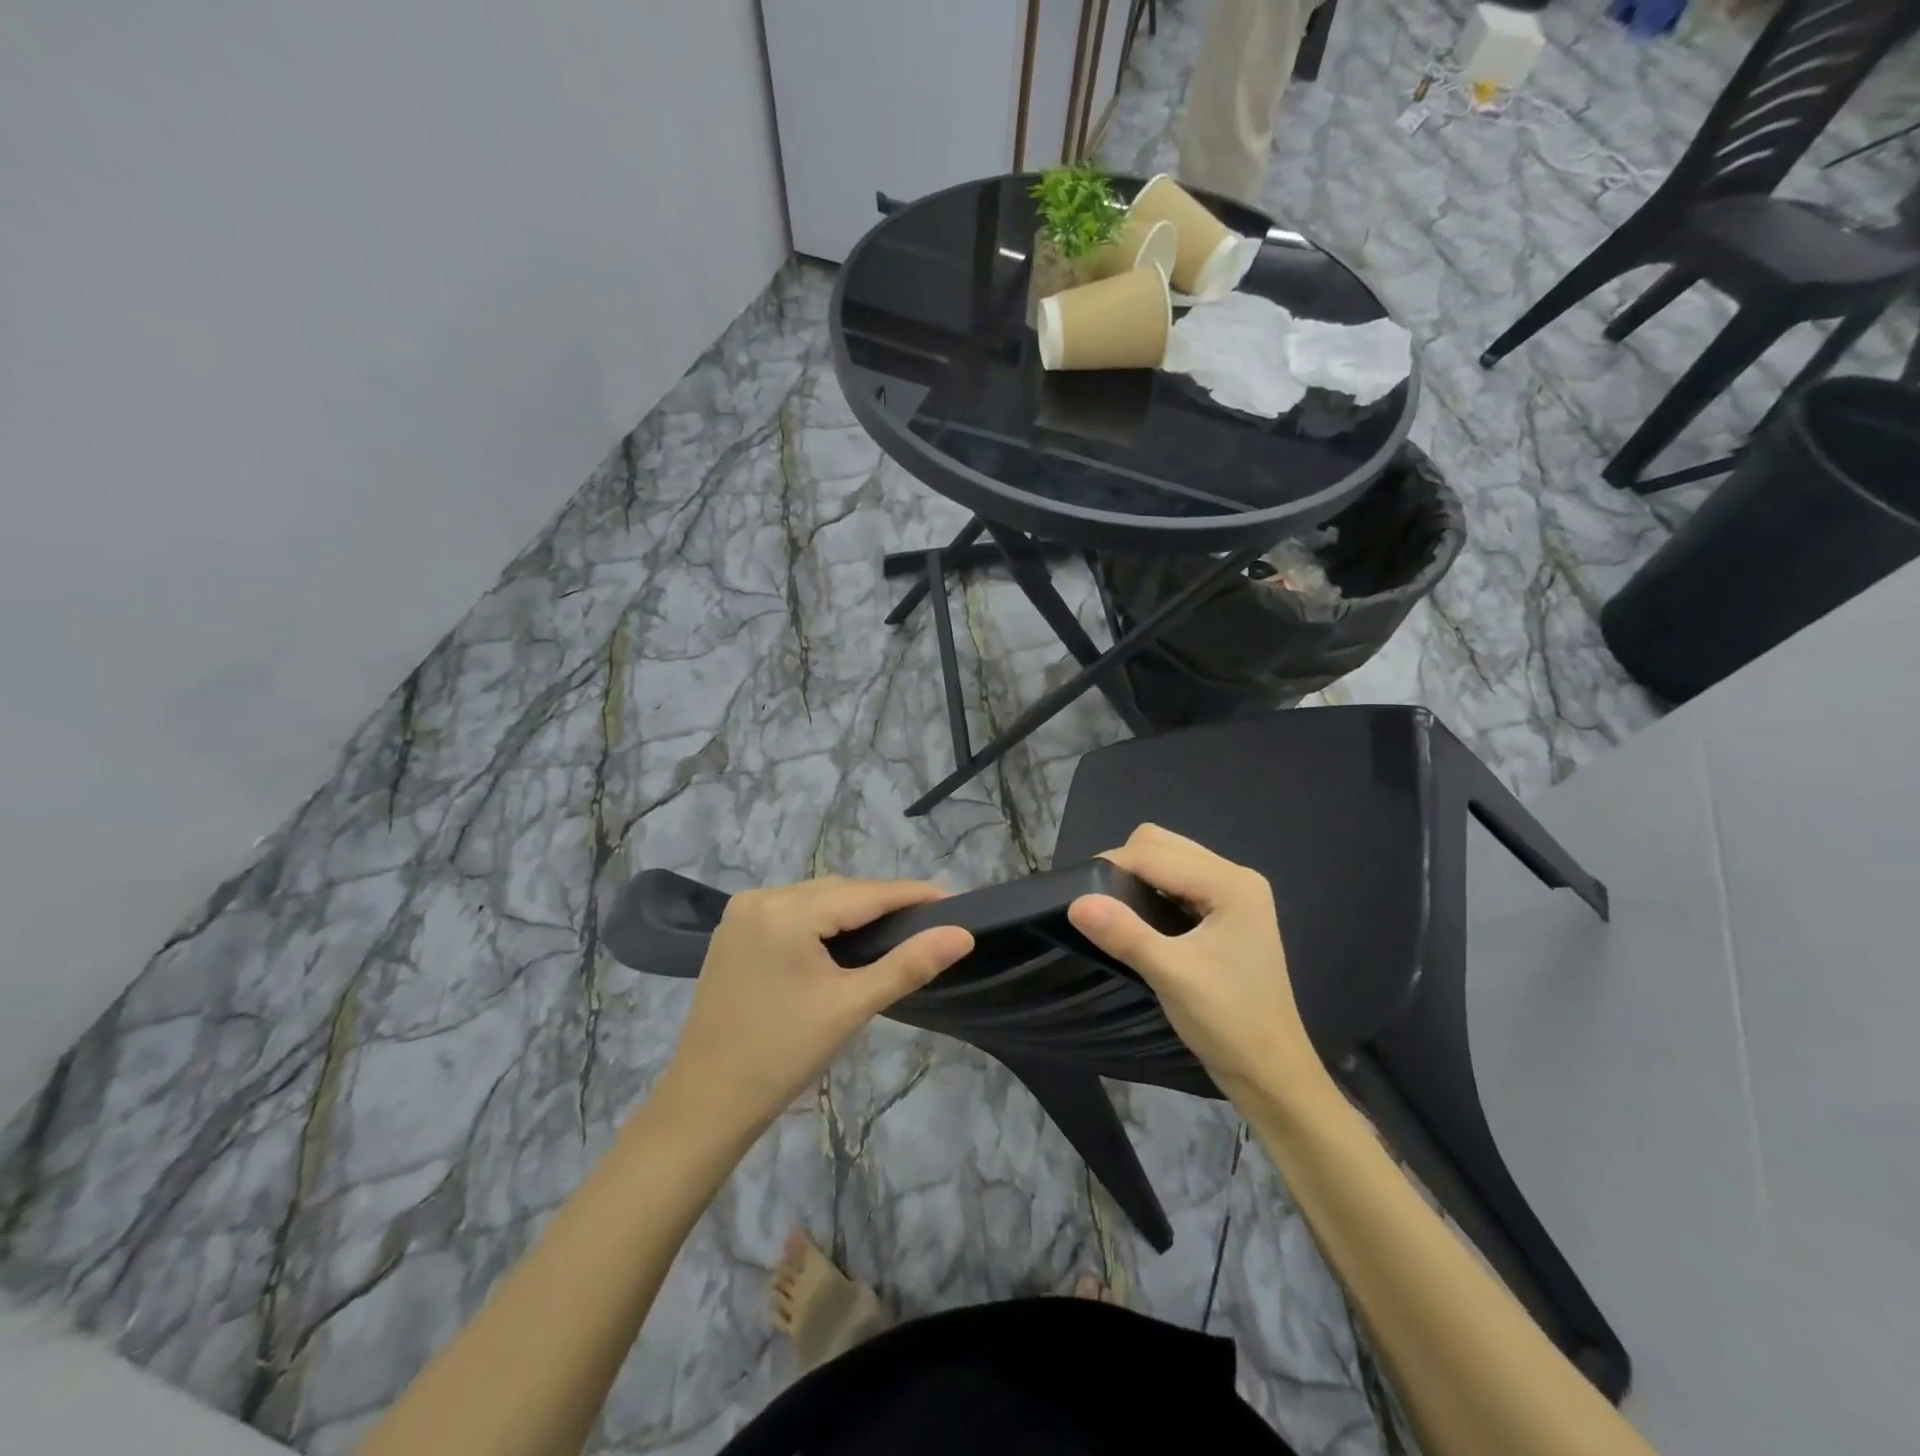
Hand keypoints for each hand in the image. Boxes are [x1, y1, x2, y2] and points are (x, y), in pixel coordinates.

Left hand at [656, 877, 973, 1139]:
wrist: (706, 1104)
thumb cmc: (782, 1056)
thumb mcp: (851, 1007)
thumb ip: (908, 964)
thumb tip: (962, 934)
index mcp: (786, 911)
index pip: (864, 893)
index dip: (912, 894)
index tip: (953, 899)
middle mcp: (760, 897)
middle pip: (839, 892)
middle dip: (884, 904)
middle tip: (929, 922)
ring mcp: (742, 913)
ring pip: (816, 899)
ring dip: (854, 912)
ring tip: (896, 931)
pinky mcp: (734, 932)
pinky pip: (793, 912)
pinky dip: (824, 921)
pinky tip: (845, 941)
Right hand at [1067, 825, 1322, 1106]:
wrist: (1271, 1073)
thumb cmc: (1227, 1022)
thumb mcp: (1171, 976)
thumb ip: (1124, 934)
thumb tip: (1075, 901)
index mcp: (1230, 883)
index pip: (1155, 853)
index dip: (1113, 868)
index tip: (1079, 896)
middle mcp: (1235, 876)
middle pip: (1162, 845)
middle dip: (1125, 866)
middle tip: (1101, 906)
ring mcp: (1234, 893)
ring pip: (1169, 859)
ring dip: (1139, 878)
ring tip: (1116, 913)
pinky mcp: (1227, 912)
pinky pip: (1179, 881)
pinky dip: (1154, 891)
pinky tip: (1141, 920)